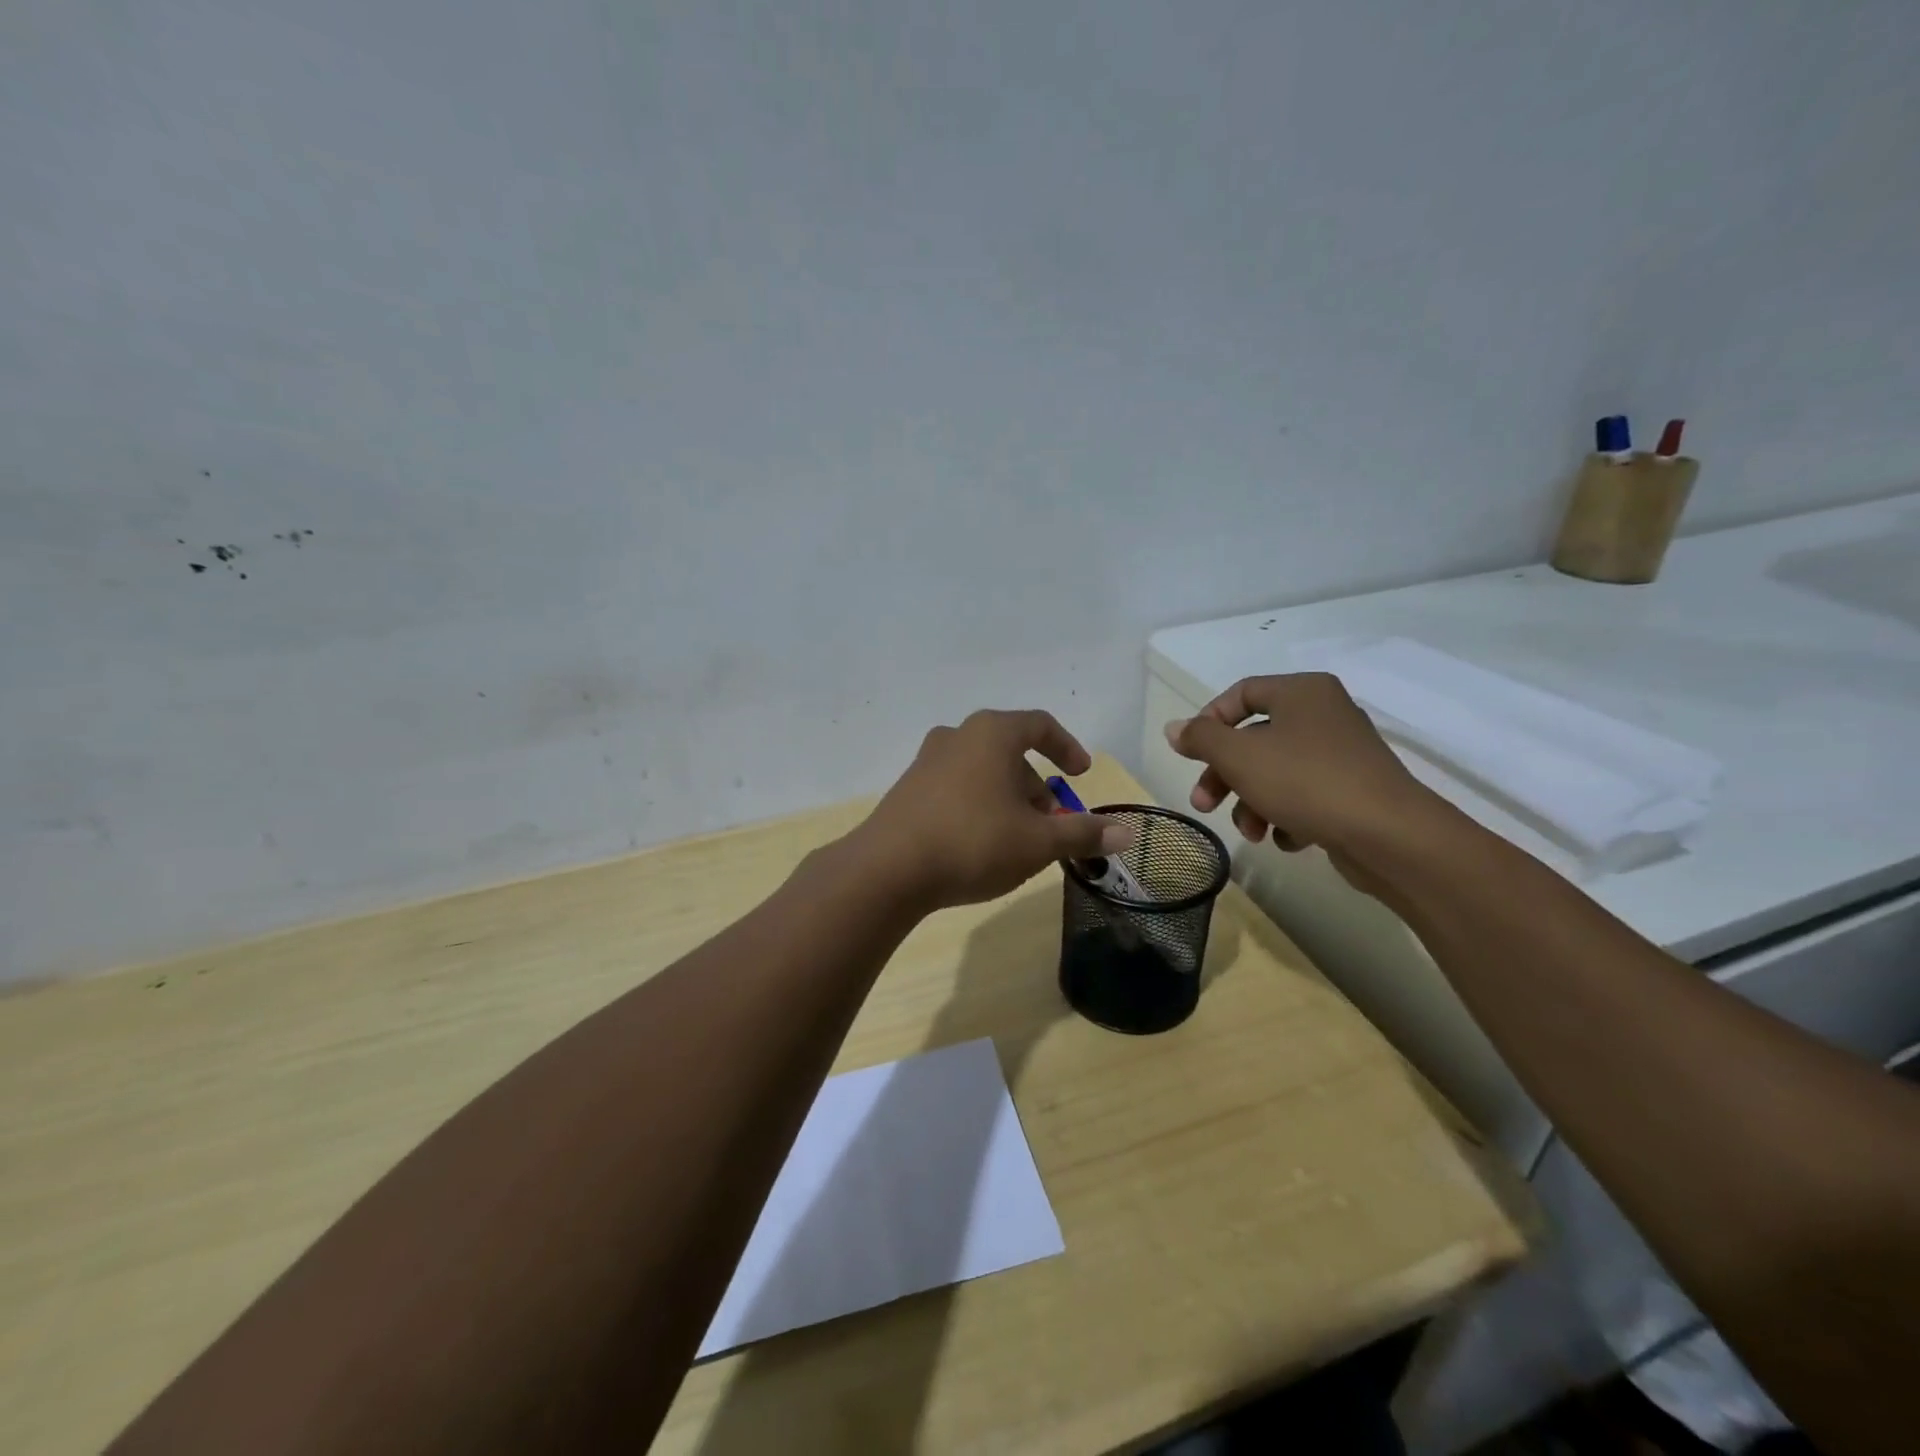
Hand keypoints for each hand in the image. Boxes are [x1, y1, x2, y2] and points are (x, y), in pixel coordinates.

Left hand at [855, 710, 1133, 910]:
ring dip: (1008, 798)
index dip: (1067, 748)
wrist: (887, 869)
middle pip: (1010, 752)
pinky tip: (980, 844)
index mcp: (992, 733)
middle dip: (1037, 786)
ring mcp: (927, 761)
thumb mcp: (1038, 842)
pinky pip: (957, 787)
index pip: (1040, 725)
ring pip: (983, 771)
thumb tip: (1127, 832)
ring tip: (1019, 839)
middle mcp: (958, 736)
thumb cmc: (973, 842)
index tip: (1081, 773)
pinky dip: (979, 805)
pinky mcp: (908, 789)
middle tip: (1052, 822)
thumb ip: (1083, 833)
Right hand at [1163, 673, 1438, 883]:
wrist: (1388, 835)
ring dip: (1252, 803)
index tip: (1191, 754)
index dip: (1209, 721)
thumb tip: (1175, 728)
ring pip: (1276, 772)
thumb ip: (1202, 739)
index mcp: (1301, 692)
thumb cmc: (1305, 782)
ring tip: (1251, 833)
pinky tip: (1288, 839)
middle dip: (1225, 776)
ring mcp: (1342, 754)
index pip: (1241, 693)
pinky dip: (1287, 816)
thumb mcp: (1239, 756)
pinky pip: (1305, 796)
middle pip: (1254, 739)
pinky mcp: (1353, 791)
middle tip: (1204, 804)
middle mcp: (1324, 714)